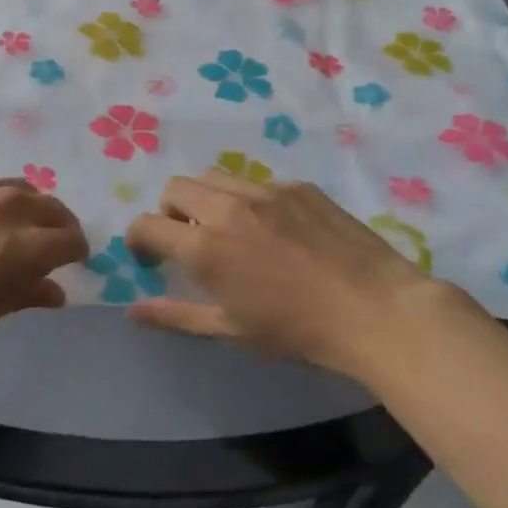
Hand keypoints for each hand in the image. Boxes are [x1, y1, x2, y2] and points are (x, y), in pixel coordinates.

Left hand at [0, 178, 89, 342]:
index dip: (77, 251)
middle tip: (55, 245)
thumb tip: (54, 291)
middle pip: (55, 209)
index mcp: (24, 247)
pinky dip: (7, 198)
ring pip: (27, 190)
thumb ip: (23, 295)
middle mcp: (11, 209)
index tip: (73, 262)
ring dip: (36, 208)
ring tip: (24, 226)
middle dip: (62, 227)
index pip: (70, 240)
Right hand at [123, 172, 469, 377]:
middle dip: (169, 211)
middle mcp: (228, 208)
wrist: (375, 310)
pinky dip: (249, 201)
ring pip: (215, 177)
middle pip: (176, 188)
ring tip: (228, 228)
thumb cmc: (297, 330)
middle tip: (187, 239)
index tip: (148, 256)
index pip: (147, 224)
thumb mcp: (230, 330)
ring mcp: (266, 192)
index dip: (138, 239)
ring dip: (206, 198)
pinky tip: (275, 230)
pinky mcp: (299, 187)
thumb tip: (132, 310)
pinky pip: (257, 183)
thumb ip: (176, 315)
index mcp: (205, 246)